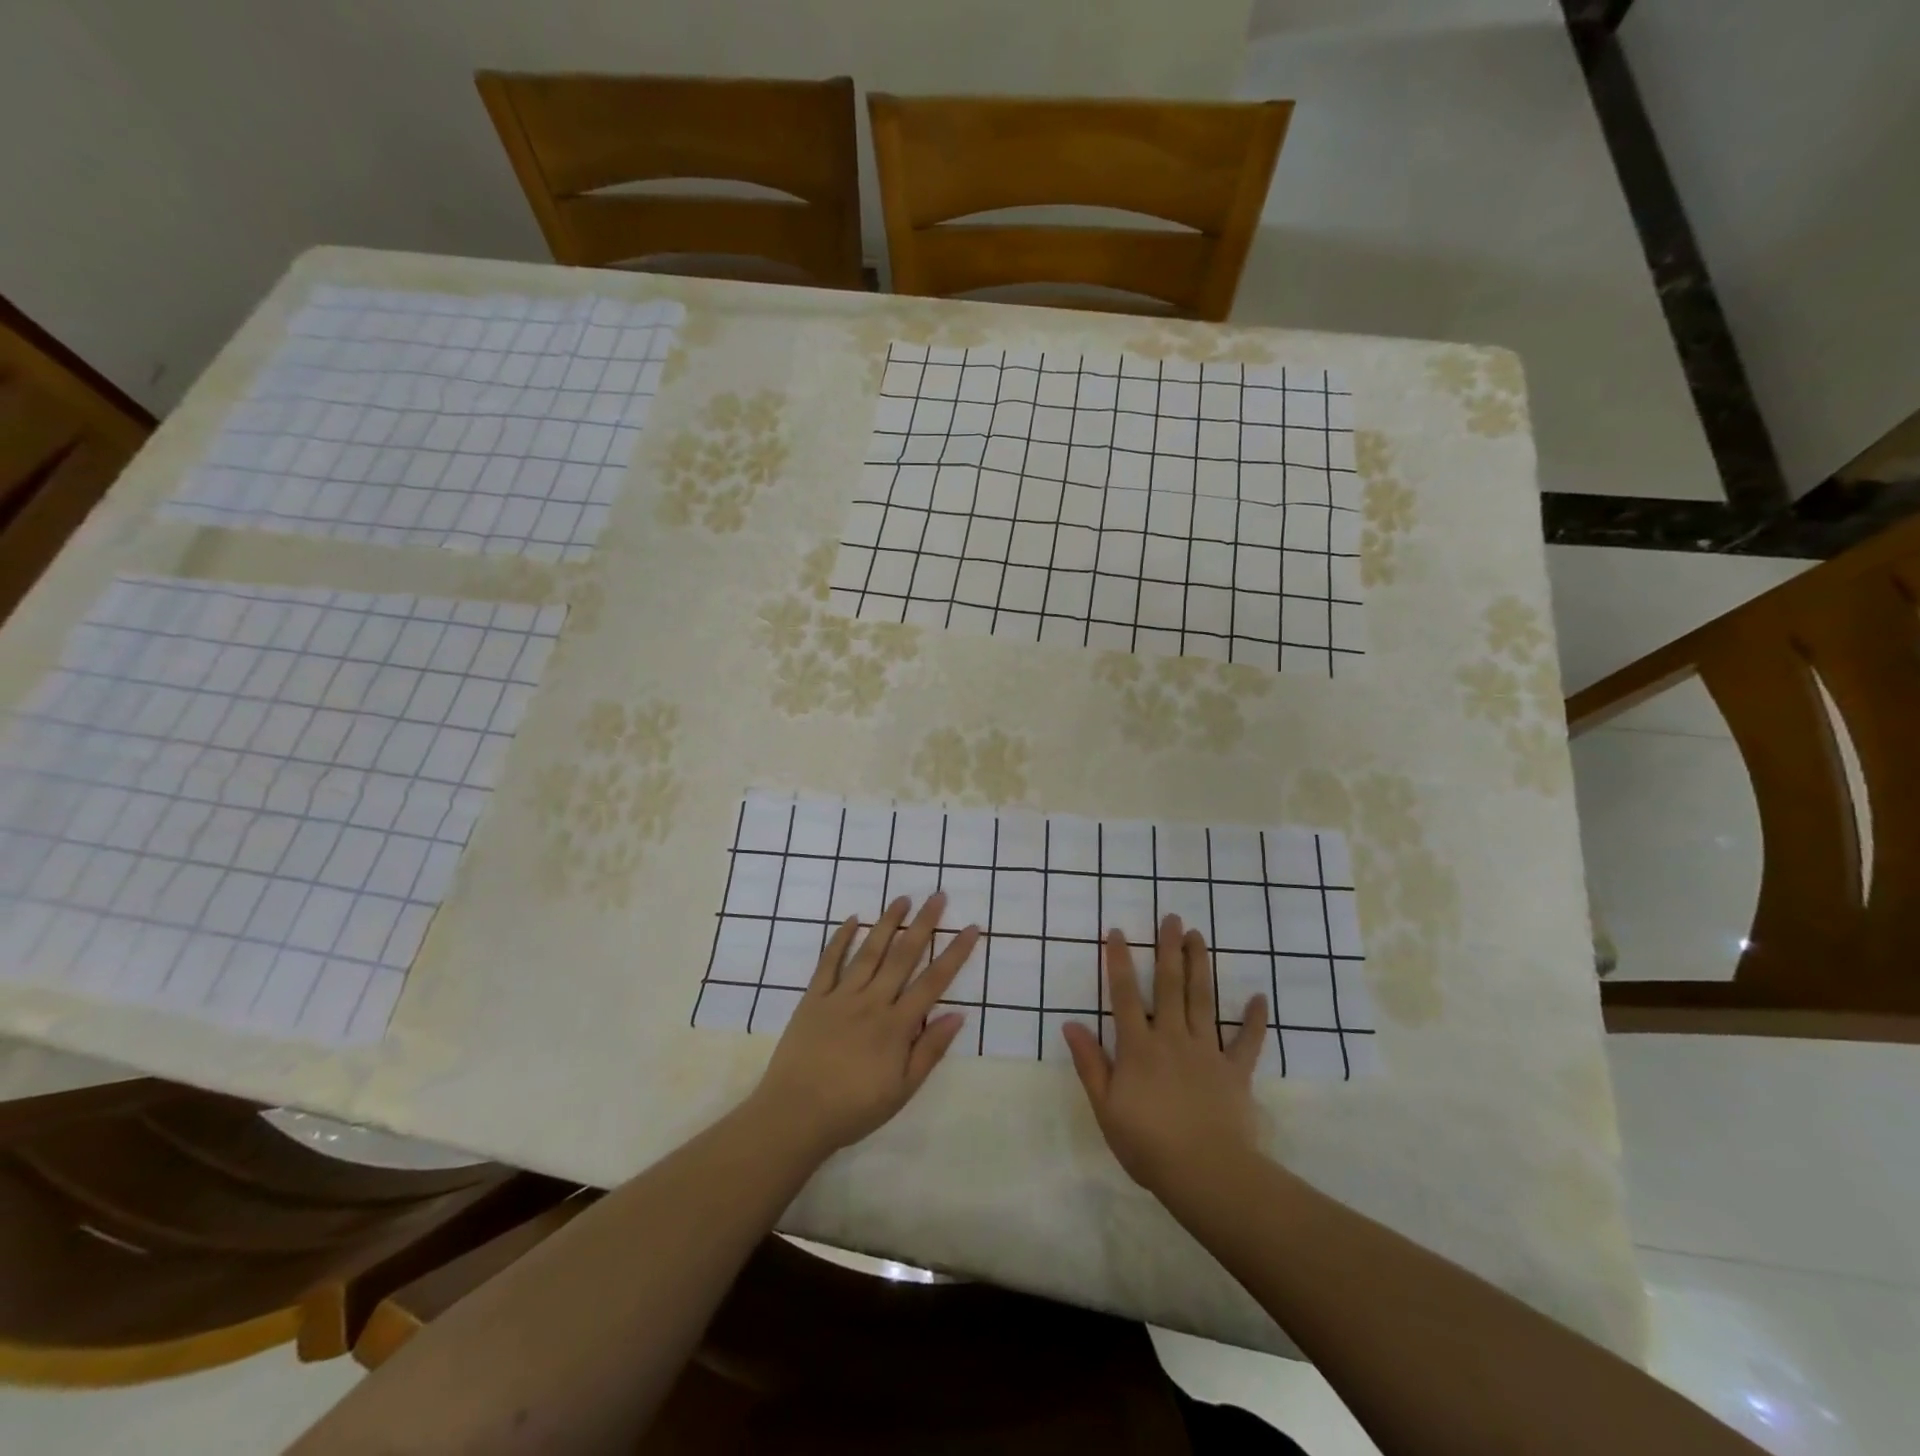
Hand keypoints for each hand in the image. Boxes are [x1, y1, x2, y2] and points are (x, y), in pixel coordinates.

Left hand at [749, 894, 979, 1159]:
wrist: (794, 1116)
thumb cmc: (853, 1109)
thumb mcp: (902, 1091)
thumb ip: (930, 1051)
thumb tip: (958, 1015)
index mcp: (896, 1026)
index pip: (933, 982)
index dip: (954, 953)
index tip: (970, 928)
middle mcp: (871, 1002)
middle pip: (903, 956)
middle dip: (923, 924)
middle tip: (938, 896)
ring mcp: (840, 996)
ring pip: (869, 951)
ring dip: (887, 923)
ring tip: (902, 898)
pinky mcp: (813, 998)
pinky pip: (828, 962)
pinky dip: (840, 939)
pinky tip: (852, 919)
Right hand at [1062, 916, 1266, 1195]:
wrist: (1205, 1173)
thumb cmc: (1147, 1144)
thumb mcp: (1105, 1107)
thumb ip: (1090, 1064)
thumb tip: (1071, 1023)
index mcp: (1138, 1047)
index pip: (1125, 995)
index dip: (1120, 962)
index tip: (1117, 931)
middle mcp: (1172, 1038)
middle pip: (1170, 986)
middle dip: (1168, 949)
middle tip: (1171, 918)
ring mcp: (1206, 1052)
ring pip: (1202, 1000)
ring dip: (1200, 966)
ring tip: (1197, 936)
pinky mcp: (1234, 1072)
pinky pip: (1246, 1042)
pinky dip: (1253, 1020)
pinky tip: (1258, 997)